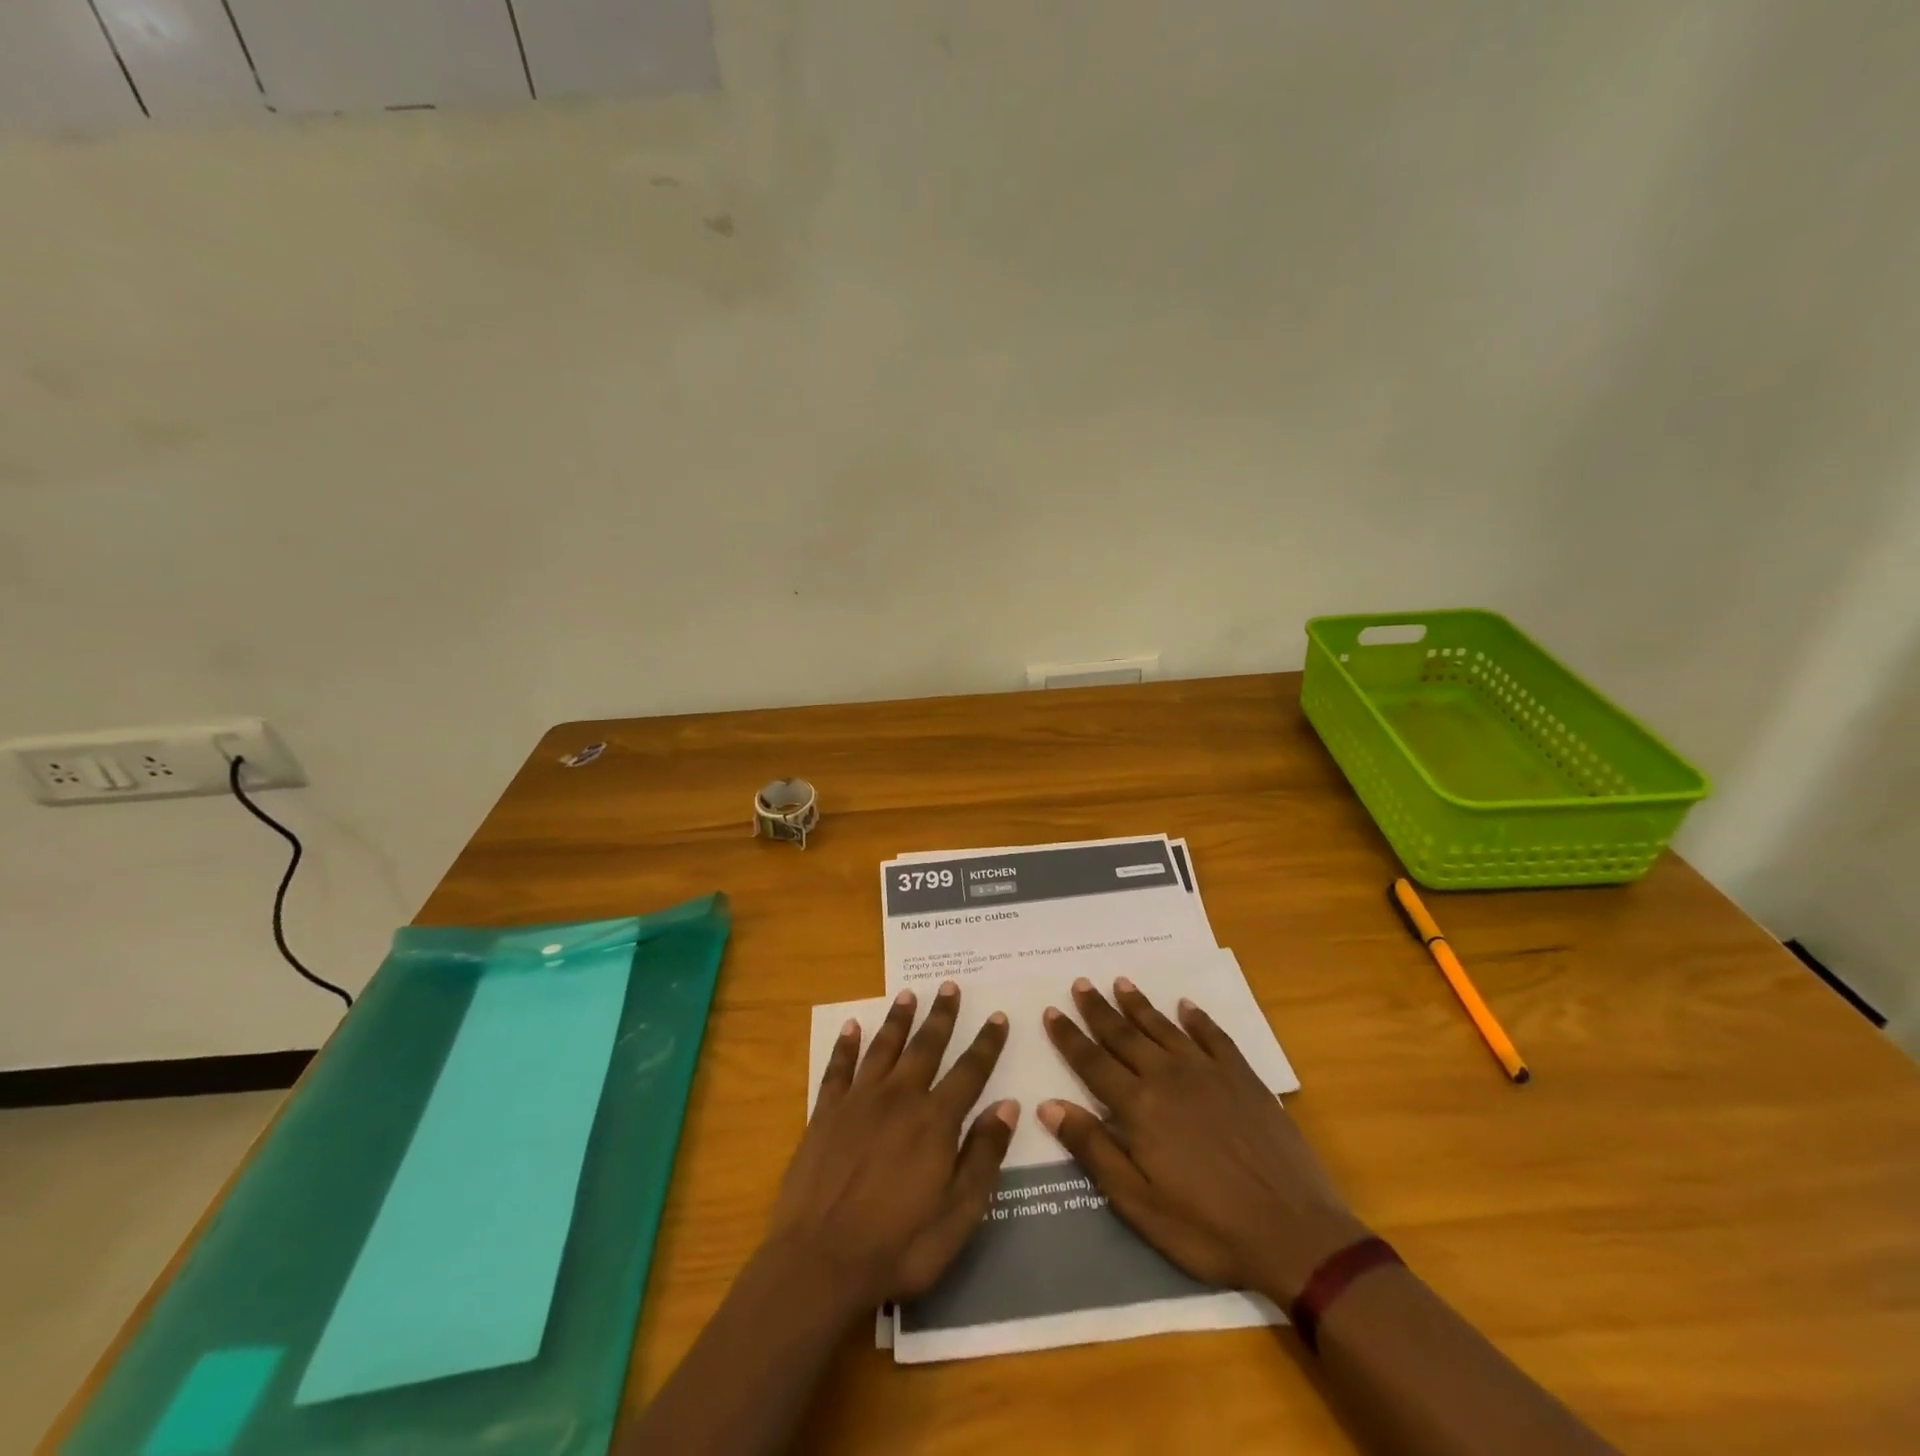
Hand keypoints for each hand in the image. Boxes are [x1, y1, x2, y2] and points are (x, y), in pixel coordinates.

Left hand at [770, 982, 1017, 1309]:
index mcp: (935, 1121)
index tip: (998, 1016)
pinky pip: (838, 1068)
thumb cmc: (899, 1247)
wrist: (820, 1262)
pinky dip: (846, 1045)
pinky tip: (852, 1026)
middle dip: (941, 1016)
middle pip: (926, 1047)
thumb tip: (1008, 1105)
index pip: (969, 1071)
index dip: (987, 1044)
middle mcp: (899, 1098)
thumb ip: (984, 1156)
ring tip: (908, 994)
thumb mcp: (958, 1215)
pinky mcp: (825, 1113)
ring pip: (884, 1047)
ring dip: (898, 1019)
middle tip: (950, 986)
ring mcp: (859, 1101)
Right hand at [1039, 976, 1368, 1305]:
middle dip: (1099, 1010)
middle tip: (1081, 983)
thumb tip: (1048, 1105)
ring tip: (1121, 982)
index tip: (1051, 1011)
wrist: (1295, 1233)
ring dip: (1140, 1004)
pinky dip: (1197, 1018)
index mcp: (1139, 1107)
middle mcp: (1168, 1077)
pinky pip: (1214, 1036)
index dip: (1069, 1037)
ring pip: (1164, 1027)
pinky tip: (1187, 1006)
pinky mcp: (1243, 1077)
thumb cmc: (1208, 1228)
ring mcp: (1209, 1072)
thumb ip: (1094, 1150)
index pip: (1093, 1062)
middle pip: (1124, 1035)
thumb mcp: (1140, 1204)